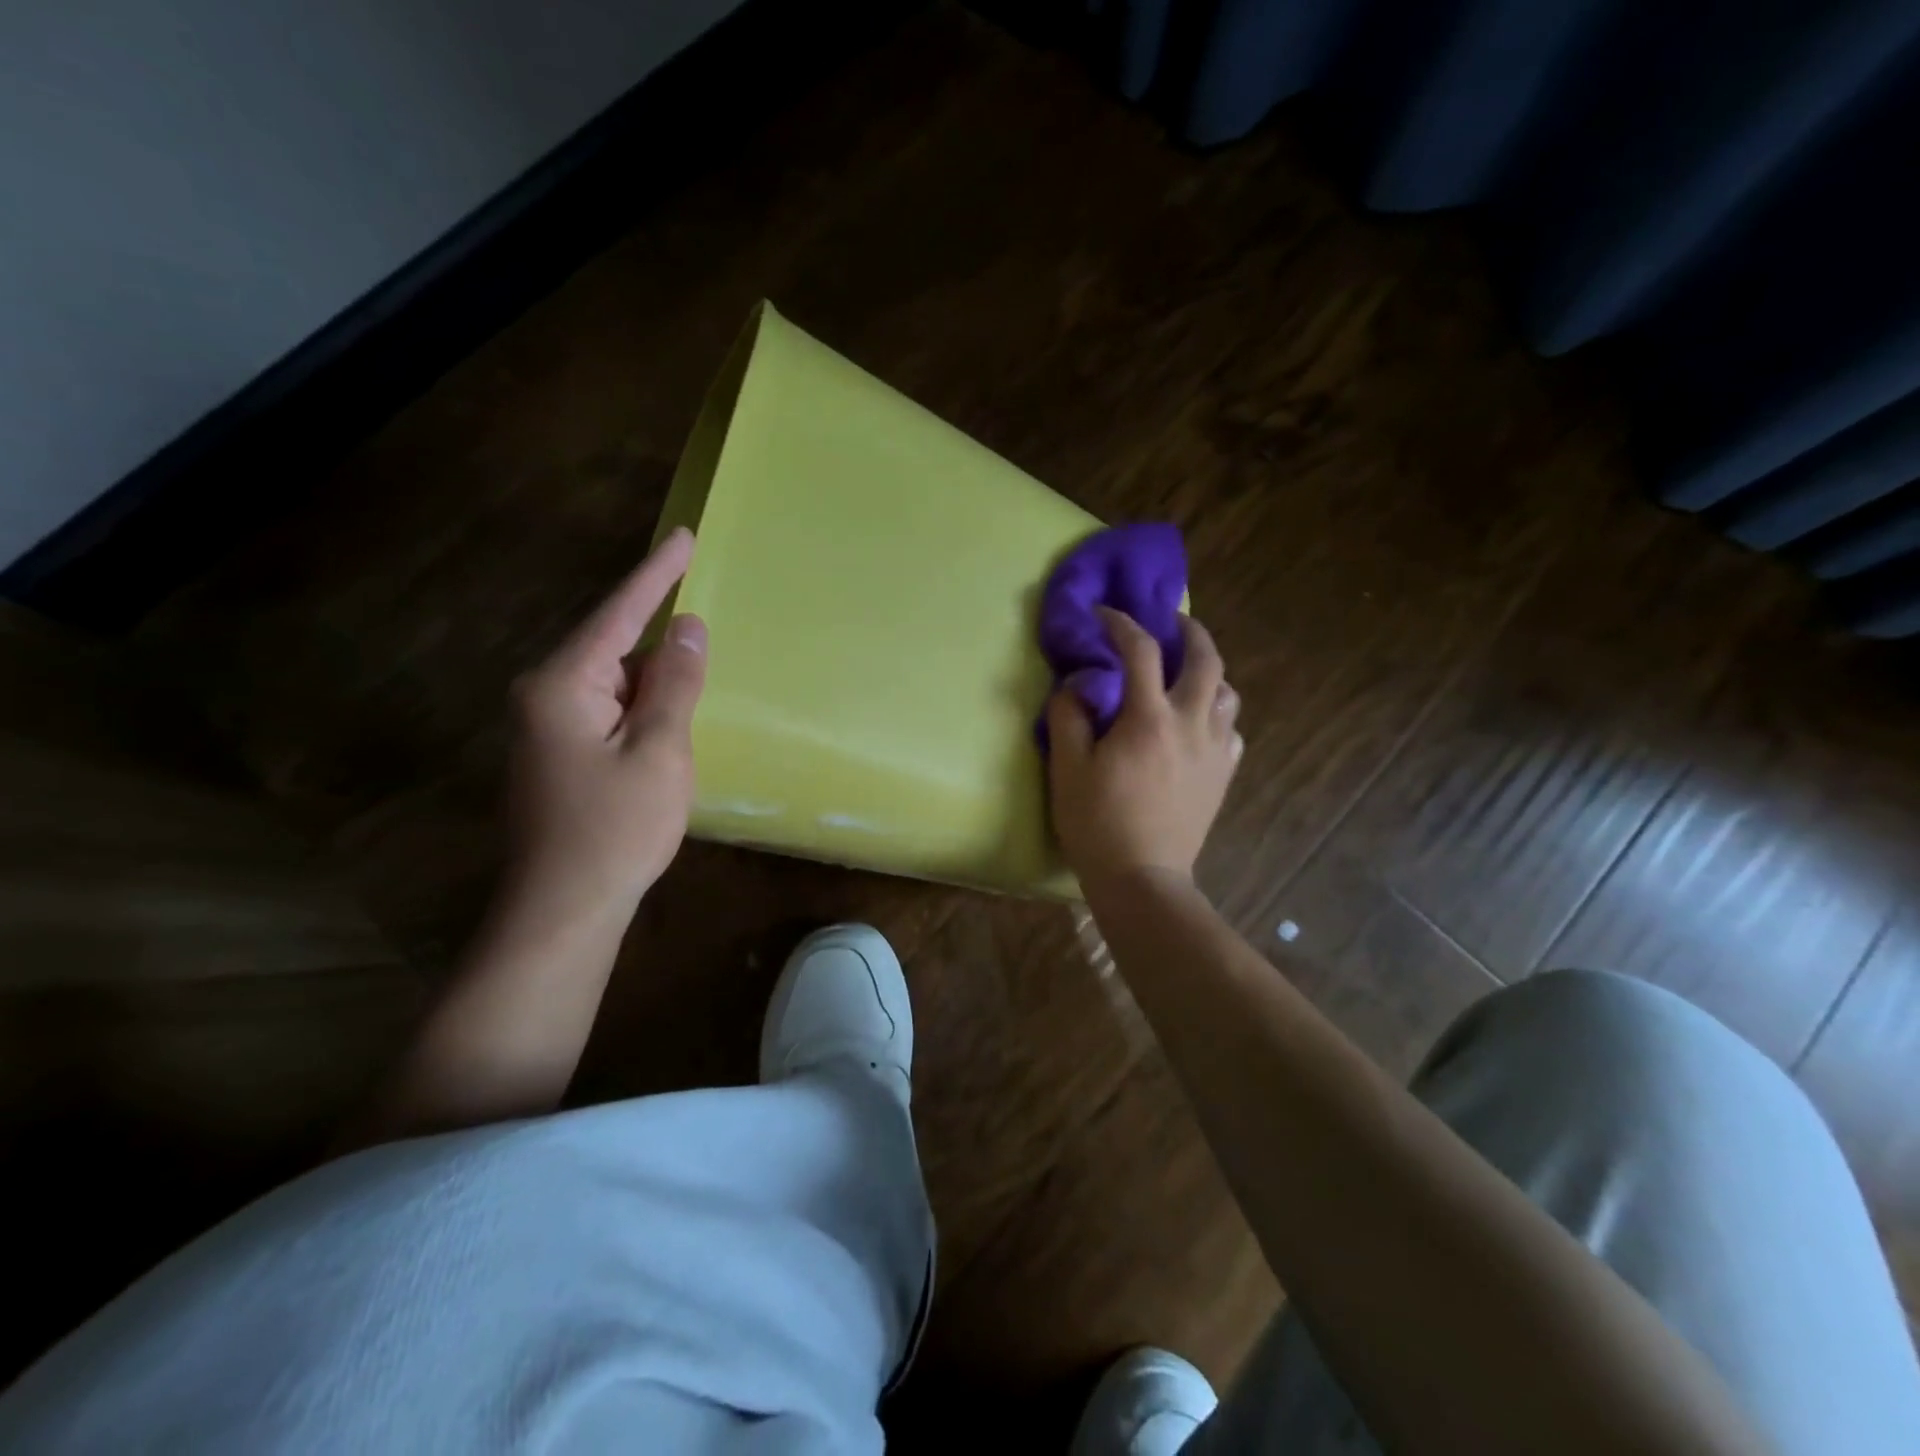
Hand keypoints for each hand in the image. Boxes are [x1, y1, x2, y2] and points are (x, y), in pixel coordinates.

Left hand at [505, 527, 706, 920]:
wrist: (563, 909)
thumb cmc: (617, 829)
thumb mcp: (660, 751)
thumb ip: (675, 684)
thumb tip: (688, 627)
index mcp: (563, 685)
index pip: (618, 614)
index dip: (655, 575)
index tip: (684, 536)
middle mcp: (544, 695)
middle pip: (613, 646)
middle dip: (658, 636)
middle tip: (701, 621)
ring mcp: (546, 727)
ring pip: (613, 682)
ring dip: (654, 682)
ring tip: (693, 683)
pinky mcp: (557, 754)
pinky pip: (607, 710)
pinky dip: (642, 708)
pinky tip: (667, 724)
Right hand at [1045, 606, 1241, 897]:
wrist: (1142, 878)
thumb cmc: (1097, 823)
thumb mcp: (1067, 768)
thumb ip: (1068, 717)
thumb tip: (1075, 684)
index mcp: (1149, 718)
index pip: (1141, 650)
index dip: (1120, 623)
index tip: (1103, 613)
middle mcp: (1192, 724)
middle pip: (1206, 660)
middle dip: (1190, 631)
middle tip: (1171, 622)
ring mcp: (1215, 750)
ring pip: (1228, 692)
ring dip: (1209, 672)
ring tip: (1187, 672)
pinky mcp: (1223, 774)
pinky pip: (1231, 729)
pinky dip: (1217, 713)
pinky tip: (1199, 722)